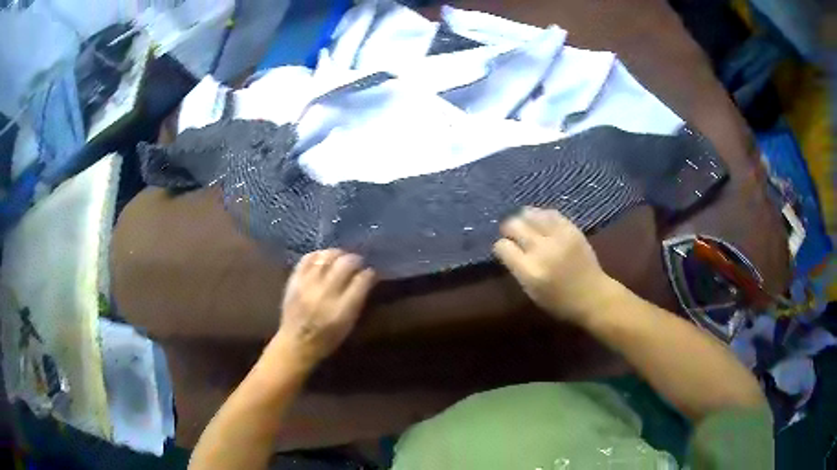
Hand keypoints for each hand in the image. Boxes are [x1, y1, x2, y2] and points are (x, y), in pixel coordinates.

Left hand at [273, 249, 375, 370]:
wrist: (296, 344)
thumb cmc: (327, 339)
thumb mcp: (349, 325)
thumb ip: (358, 300)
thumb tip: (367, 278)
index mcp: (342, 309)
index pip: (362, 280)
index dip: (369, 273)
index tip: (371, 273)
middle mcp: (325, 294)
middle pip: (346, 264)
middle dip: (356, 260)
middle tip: (358, 262)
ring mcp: (307, 285)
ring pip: (327, 257)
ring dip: (338, 254)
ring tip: (342, 257)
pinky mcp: (294, 280)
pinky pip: (307, 258)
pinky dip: (318, 255)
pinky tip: (324, 258)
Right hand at [493, 207, 614, 324]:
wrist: (593, 296)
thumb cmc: (559, 301)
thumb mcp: (531, 292)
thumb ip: (517, 268)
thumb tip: (507, 247)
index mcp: (529, 271)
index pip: (503, 247)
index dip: (500, 247)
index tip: (504, 249)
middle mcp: (542, 250)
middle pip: (514, 225)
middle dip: (508, 228)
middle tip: (511, 234)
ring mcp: (558, 236)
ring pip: (530, 214)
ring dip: (523, 218)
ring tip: (525, 224)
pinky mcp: (571, 229)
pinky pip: (550, 213)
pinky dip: (541, 215)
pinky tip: (540, 220)